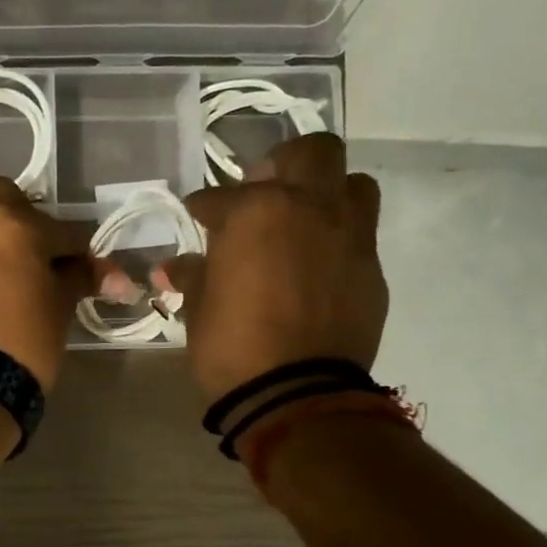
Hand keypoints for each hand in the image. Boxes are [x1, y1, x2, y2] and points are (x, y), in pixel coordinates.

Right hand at [158, 133, 387, 404]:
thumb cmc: (232, 343)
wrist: (296, 393)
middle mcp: (311, 208)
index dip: (204, 206)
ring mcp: (350, 236)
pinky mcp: (371, 270)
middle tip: (263, 191)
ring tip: (301, 221)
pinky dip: (336, 239)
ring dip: (326, 193)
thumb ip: (191, 274)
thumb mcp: (199, 306)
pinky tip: (314, 267)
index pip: (221, 195)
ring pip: (352, 185)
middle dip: (285, 164)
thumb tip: (175, 267)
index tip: (197, 216)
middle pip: (313, 152)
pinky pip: (358, 235)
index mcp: (258, 211)